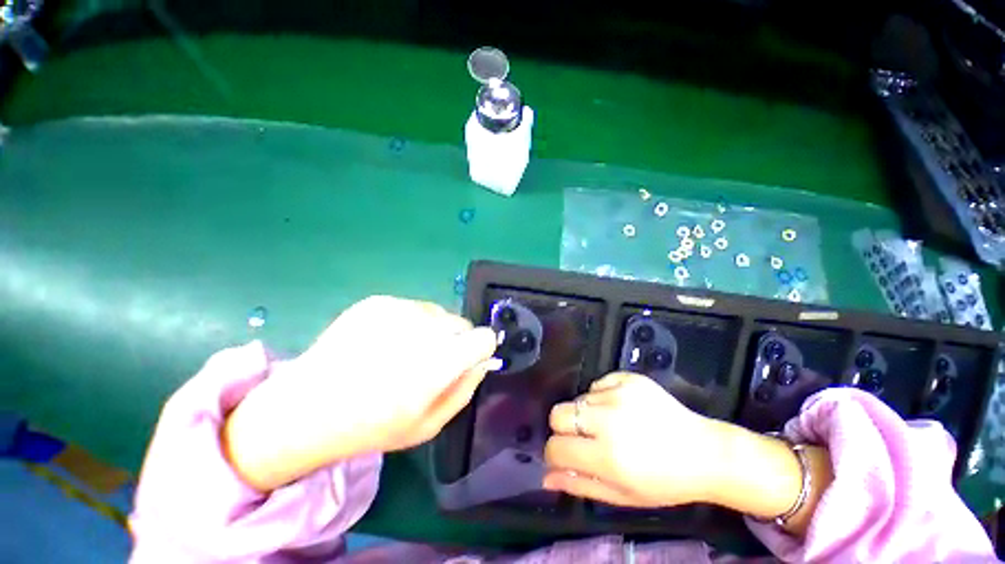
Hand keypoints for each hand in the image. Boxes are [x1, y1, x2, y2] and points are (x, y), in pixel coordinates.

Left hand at [223, 296, 498, 489]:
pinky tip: (383, 343)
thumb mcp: (429, 424)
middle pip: (462, 323)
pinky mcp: (377, 301)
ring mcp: (397, 309)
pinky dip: (408, 323)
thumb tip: (483, 360)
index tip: (466, 359)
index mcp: (438, 364)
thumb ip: (465, 389)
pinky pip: (413, 307)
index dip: (479, 349)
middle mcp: (422, 329)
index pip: (483, 337)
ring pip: (438, 313)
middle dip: (454, 341)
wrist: (307, 407)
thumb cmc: (372, 425)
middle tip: (428, 362)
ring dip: (431, 331)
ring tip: (402, 353)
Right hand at [543, 372, 728, 507]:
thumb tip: (546, 477)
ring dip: (587, 414)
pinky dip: (601, 397)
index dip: (554, 454)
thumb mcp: (623, 495)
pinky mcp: (629, 379)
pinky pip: (597, 384)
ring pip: (579, 398)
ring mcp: (620, 394)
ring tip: (611, 425)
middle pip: (559, 413)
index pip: (556, 447)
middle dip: (563, 428)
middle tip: (582, 438)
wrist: (705, 453)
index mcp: (608, 457)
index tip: (563, 456)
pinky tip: (620, 409)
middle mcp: (609, 420)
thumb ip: (581, 485)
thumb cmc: (664, 482)